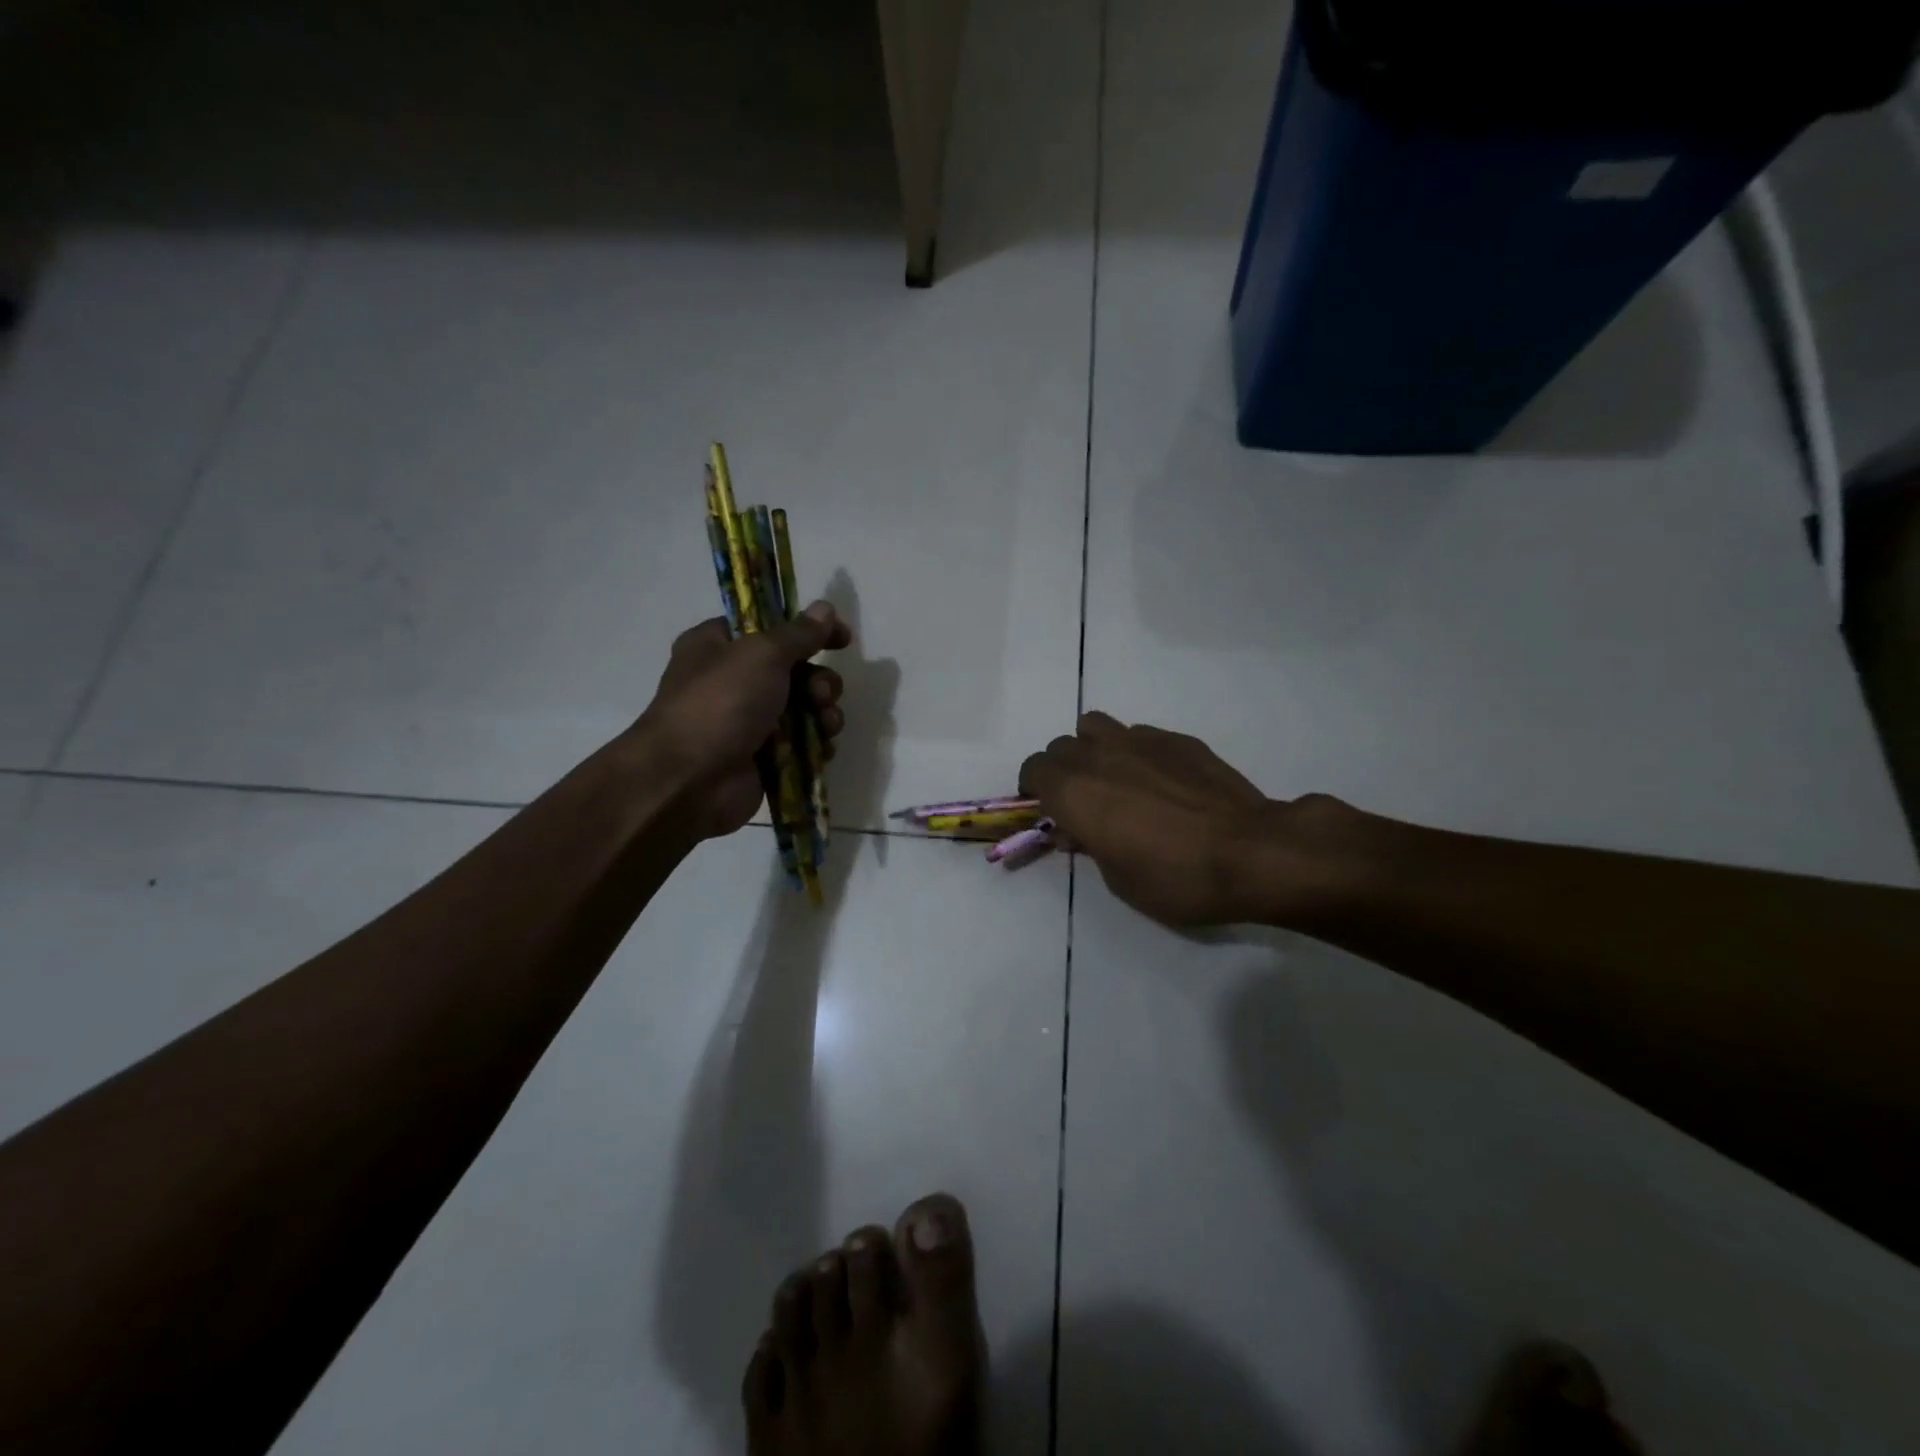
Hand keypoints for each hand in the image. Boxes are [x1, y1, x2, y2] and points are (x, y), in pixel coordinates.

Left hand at [640, 602, 850, 840]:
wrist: (691, 781)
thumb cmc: (721, 704)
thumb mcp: (762, 654)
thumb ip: (799, 633)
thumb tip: (825, 608)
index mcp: (717, 645)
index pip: (768, 626)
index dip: (807, 629)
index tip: (841, 637)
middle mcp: (731, 680)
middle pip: (793, 670)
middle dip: (819, 681)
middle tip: (821, 694)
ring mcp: (747, 721)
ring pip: (802, 708)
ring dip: (823, 712)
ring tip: (826, 724)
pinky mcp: (763, 757)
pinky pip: (801, 743)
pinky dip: (816, 743)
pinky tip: (823, 748)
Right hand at [1019, 712, 1355, 927]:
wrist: (1251, 852)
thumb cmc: (1176, 878)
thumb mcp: (1118, 879)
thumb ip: (1089, 845)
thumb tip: (1076, 829)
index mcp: (1073, 792)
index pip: (1032, 770)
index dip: (1034, 790)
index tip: (1048, 812)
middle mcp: (1097, 756)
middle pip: (1060, 747)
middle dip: (1062, 771)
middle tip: (1083, 802)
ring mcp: (1138, 740)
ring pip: (1094, 726)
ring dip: (1092, 748)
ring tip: (1114, 778)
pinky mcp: (1175, 738)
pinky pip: (1137, 734)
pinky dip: (1133, 751)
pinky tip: (1159, 779)